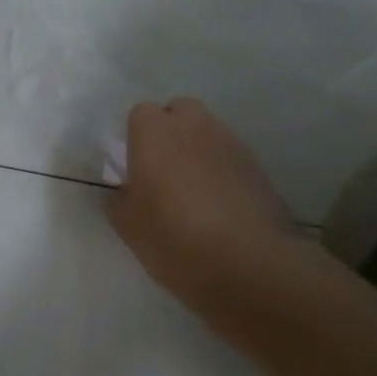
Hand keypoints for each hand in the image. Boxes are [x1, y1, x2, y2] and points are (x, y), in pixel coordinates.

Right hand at [108, 98, 309, 320]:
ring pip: (209, 132)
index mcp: (154, 133)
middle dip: (171, 131)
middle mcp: (194, 126)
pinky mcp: (258, 166)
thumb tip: (123, 191)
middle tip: (164, 169)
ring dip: (198, 149)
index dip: (137, 136)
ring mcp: (230, 143)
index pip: (141, 114)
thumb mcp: (128, 226)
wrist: (247, 264)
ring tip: (194, 189)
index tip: (135, 165)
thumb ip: (118, 200)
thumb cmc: (173, 237)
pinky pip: (230, 157)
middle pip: (180, 111)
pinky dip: (222, 170)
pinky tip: (220, 203)